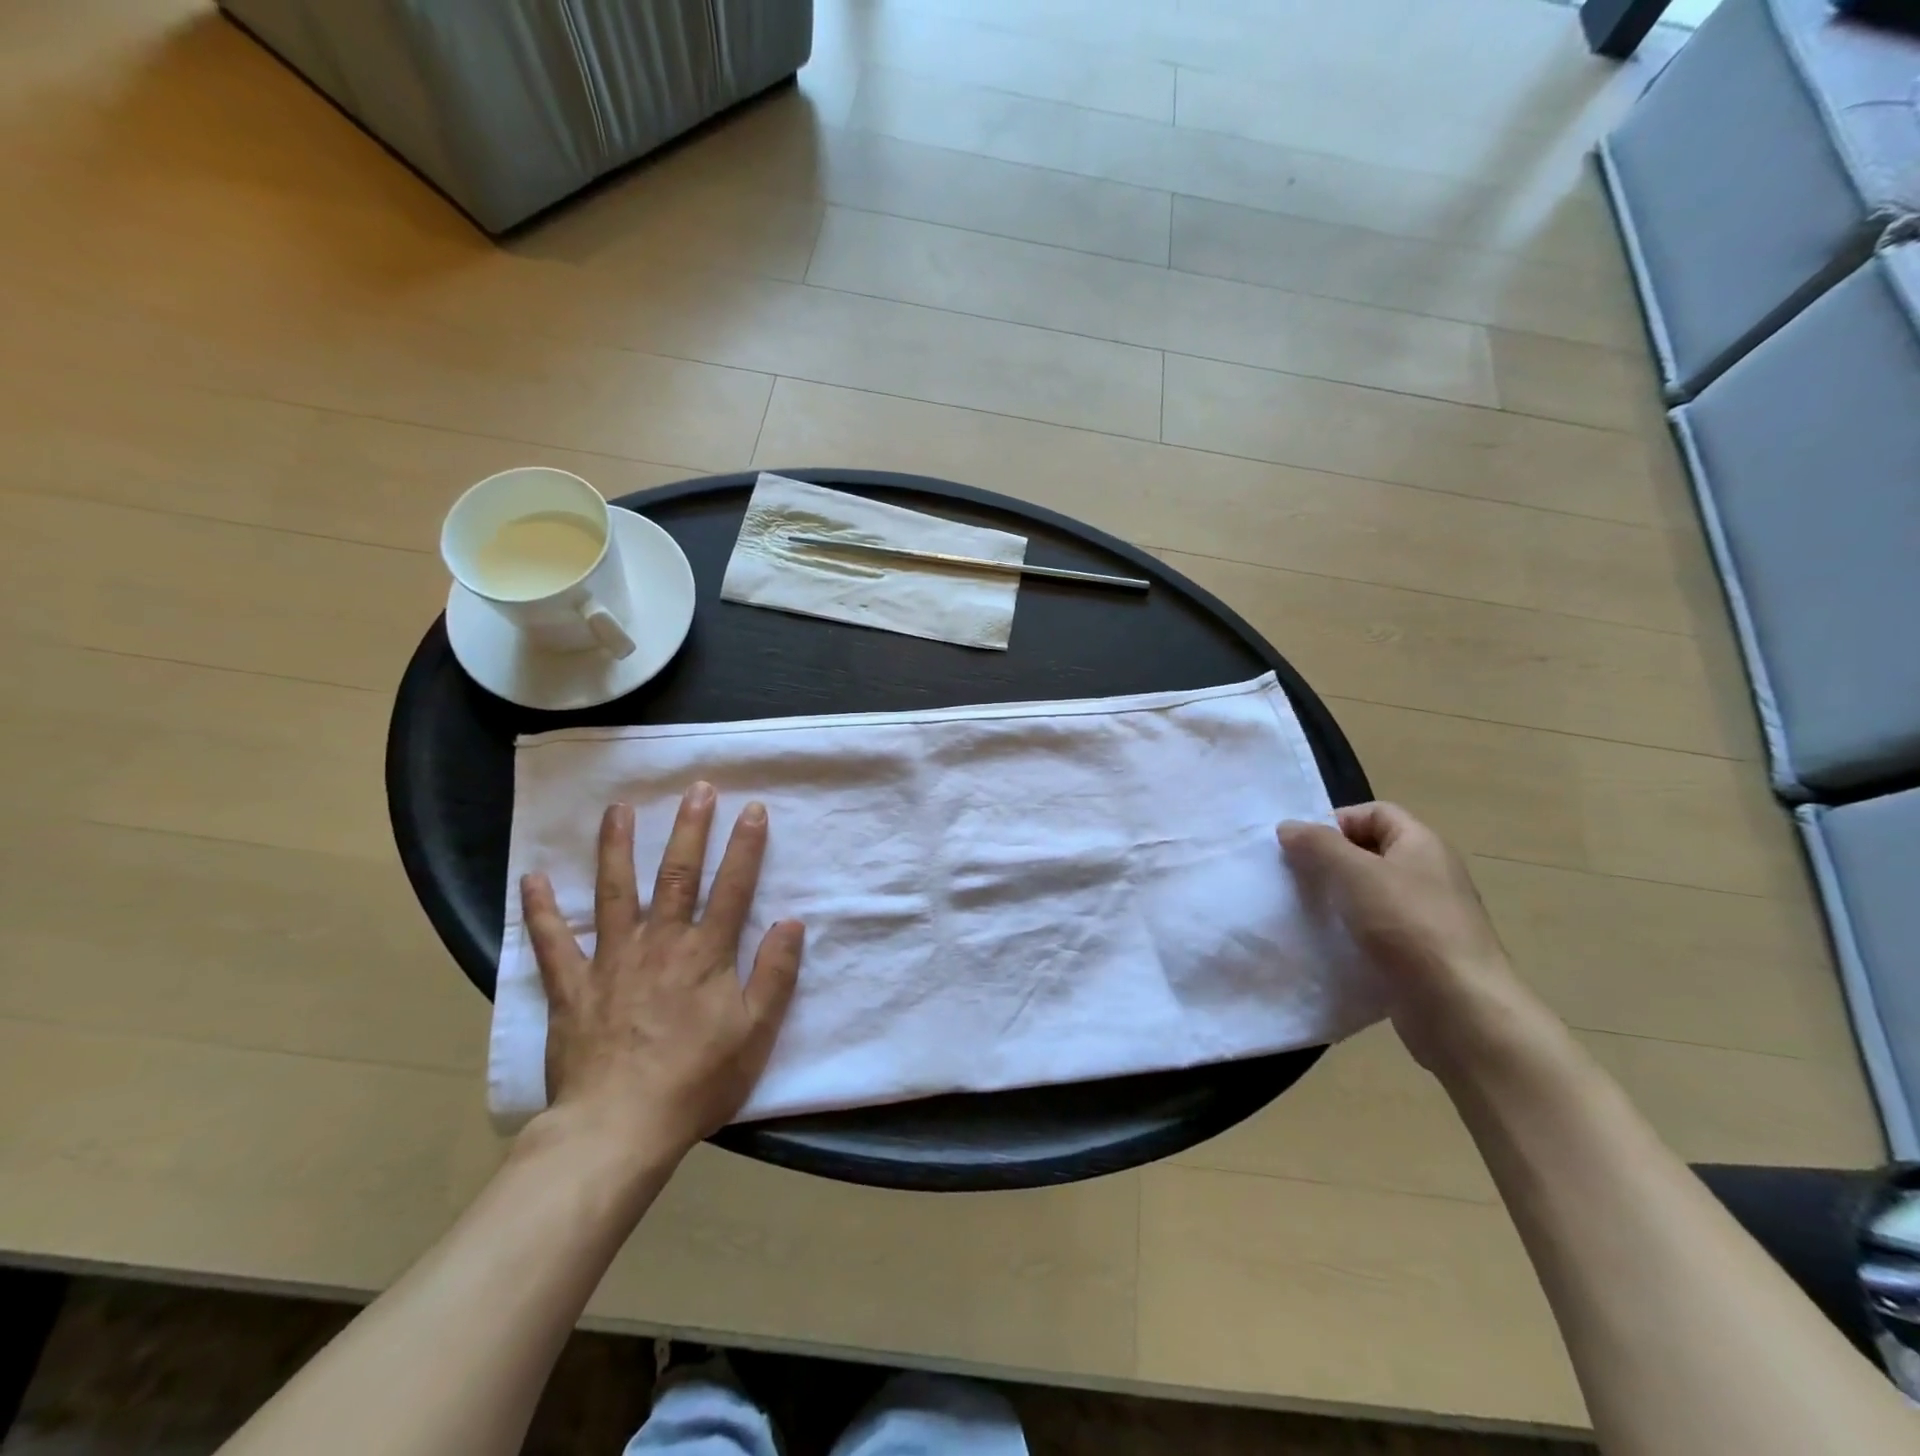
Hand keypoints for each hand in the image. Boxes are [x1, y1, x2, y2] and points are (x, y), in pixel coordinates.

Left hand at [519, 783, 804, 1163]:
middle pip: (677, 875)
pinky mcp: (572, 987)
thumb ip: (774, 974)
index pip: (732, 888)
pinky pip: (553, 943)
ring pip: (615, 893)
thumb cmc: (696, 1081)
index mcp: (706, 954)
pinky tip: (532, 879)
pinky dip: (542, 911)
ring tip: (619, 810)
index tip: (753, 809)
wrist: (619, 1128)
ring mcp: (612, 961)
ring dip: (618, 848)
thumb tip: (792, 922)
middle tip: (698, 789)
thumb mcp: (755, 1033)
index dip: (745, 847)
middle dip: (690, 829)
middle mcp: (660, 943)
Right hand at [1280, 802, 1534, 1072]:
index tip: (1302, 846)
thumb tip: (1288, 826)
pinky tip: (1326, 944)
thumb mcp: (1355, 873)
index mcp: (1422, 845)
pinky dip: (1350, 933)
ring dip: (1337, 899)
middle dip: (1330, 861)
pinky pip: (1376, 931)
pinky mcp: (1419, 955)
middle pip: (1371, 852)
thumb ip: (1318, 845)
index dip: (1337, 821)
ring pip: (1370, 894)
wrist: (1459, 1009)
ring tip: (1305, 911)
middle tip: (1295, 877)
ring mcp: (1427, 917)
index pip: (1375, 813)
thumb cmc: (1408, 925)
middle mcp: (1429, 875)